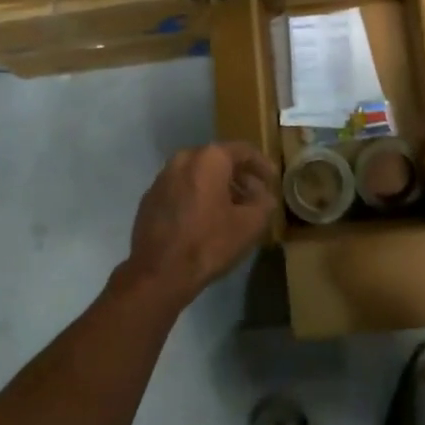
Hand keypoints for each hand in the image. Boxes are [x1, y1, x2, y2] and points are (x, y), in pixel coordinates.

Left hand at [125, 143, 278, 307]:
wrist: (158, 273)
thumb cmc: (209, 243)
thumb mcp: (250, 225)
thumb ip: (264, 202)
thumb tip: (263, 194)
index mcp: (210, 158)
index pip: (244, 151)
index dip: (262, 165)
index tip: (273, 180)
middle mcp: (184, 158)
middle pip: (219, 160)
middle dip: (239, 177)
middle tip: (254, 196)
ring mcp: (163, 177)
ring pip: (198, 174)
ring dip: (217, 187)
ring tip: (232, 209)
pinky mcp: (150, 197)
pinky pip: (181, 188)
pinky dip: (196, 196)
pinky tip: (205, 219)